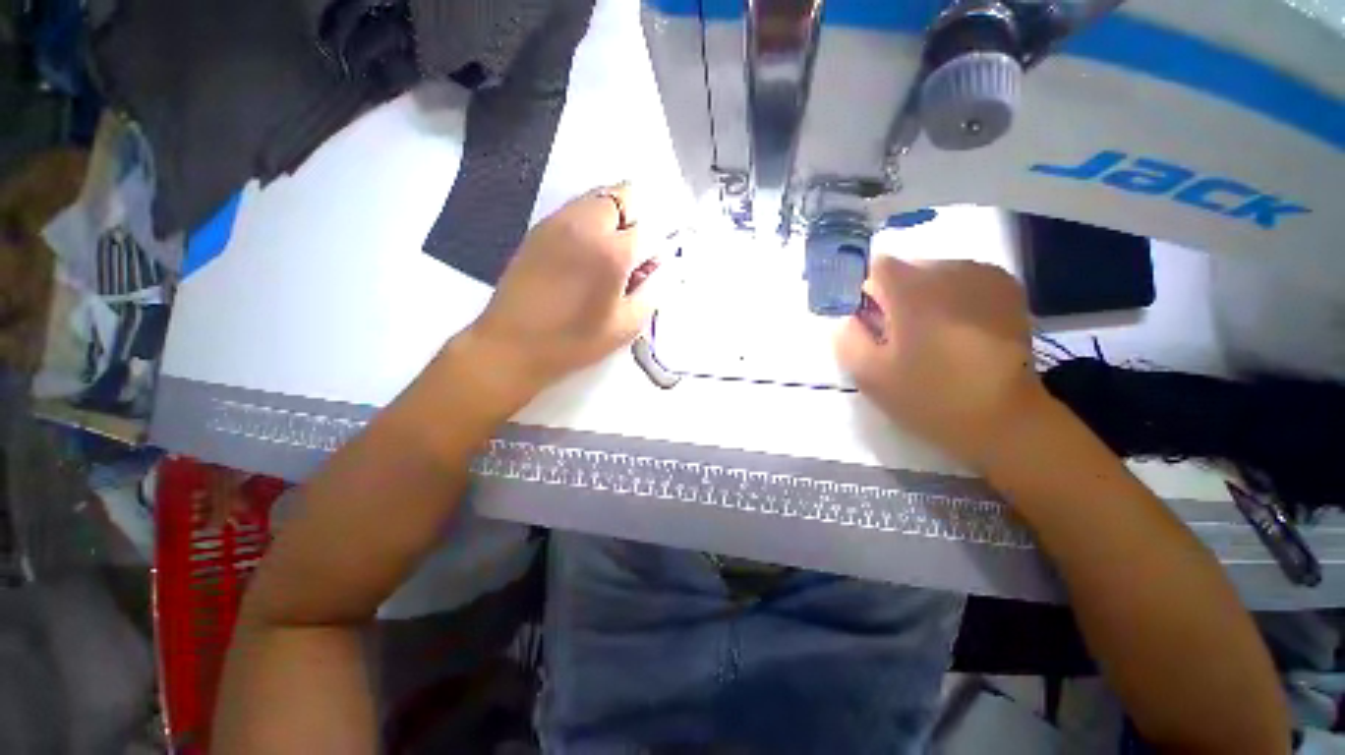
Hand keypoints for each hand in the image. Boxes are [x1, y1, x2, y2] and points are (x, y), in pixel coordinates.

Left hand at [461, 184, 656, 401]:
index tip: (650, 271)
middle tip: (633, 255)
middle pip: (624, 196)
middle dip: (638, 220)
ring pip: (598, 197)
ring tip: (610, 253)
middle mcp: (586, 225)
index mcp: (612, 252)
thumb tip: (661, 267)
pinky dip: (591, 220)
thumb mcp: (626, 326)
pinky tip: (585, 254)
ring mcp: (558, 222)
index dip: (655, 250)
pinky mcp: (539, 228)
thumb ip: (652, 290)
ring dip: (615, 217)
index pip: (649, 230)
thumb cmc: (574, 341)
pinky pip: (575, 209)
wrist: (512, 345)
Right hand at [837, 257, 1046, 470]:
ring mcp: (983, 275)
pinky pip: (960, 280)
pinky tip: (955, 329)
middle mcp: (950, 270)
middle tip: (895, 337)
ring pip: (932, 274)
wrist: (1006, 419)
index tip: (866, 323)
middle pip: (904, 269)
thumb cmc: (930, 397)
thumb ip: (846, 339)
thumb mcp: (869, 375)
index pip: (874, 268)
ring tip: (928, 336)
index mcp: (914, 291)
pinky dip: (949, 298)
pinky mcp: (1005, 287)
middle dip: (891, 297)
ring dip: (921, 298)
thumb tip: (848, 319)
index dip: (863, 294)